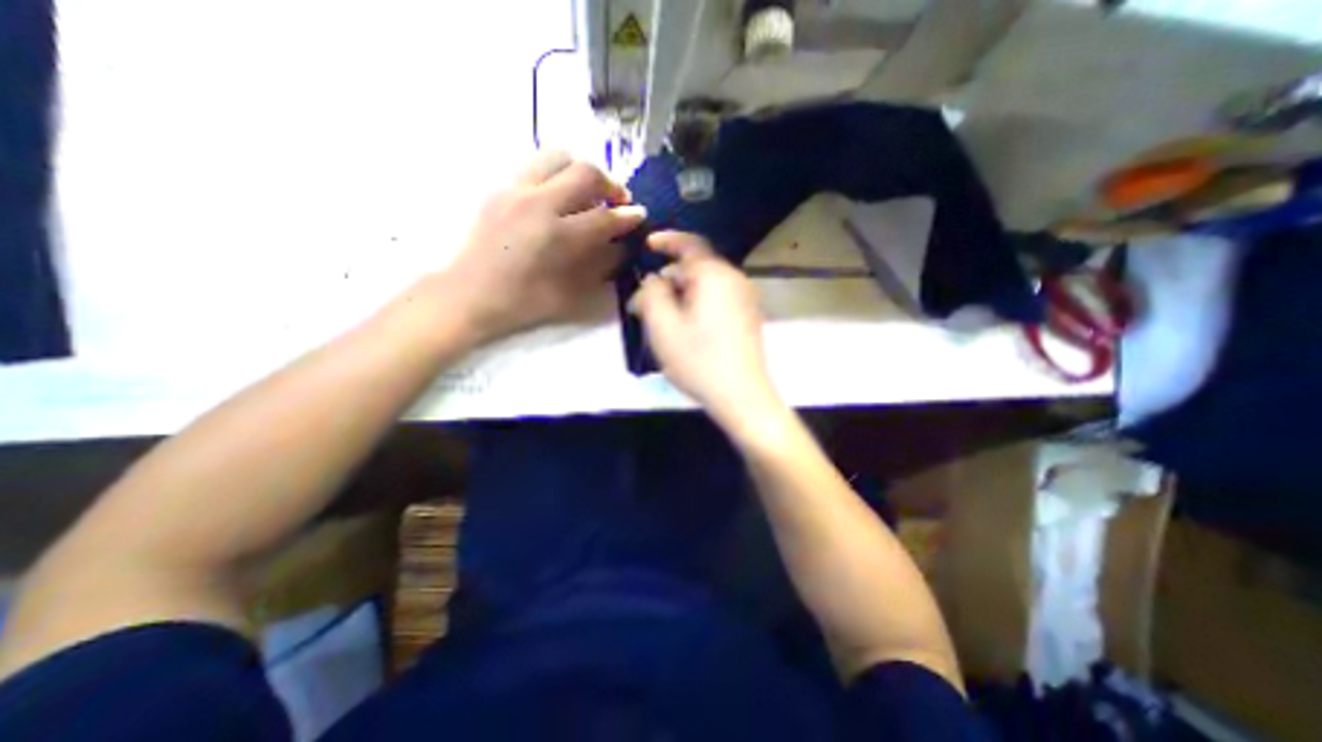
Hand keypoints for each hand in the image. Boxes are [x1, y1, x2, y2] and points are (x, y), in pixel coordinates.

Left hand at [445, 150, 649, 347]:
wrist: (469, 294)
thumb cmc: (523, 302)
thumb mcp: (571, 293)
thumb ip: (600, 265)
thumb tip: (621, 245)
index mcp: (557, 235)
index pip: (604, 217)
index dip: (628, 217)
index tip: (640, 216)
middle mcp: (538, 203)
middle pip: (586, 173)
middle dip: (611, 185)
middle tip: (618, 201)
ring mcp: (515, 190)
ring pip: (558, 157)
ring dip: (582, 172)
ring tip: (589, 193)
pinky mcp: (500, 188)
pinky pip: (536, 167)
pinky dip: (557, 176)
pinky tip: (559, 199)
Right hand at [629, 232, 781, 429]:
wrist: (742, 396)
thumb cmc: (699, 360)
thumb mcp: (663, 327)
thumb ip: (652, 294)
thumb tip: (653, 280)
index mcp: (715, 276)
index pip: (690, 244)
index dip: (666, 240)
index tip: (647, 245)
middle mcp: (734, 280)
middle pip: (696, 268)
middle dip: (667, 280)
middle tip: (643, 304)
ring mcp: (745, 299)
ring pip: (705, 286)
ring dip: (680, 295)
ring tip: (660, 320)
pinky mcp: (747, 317)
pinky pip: (717, 299)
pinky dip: (696, 305)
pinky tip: (684, 328)